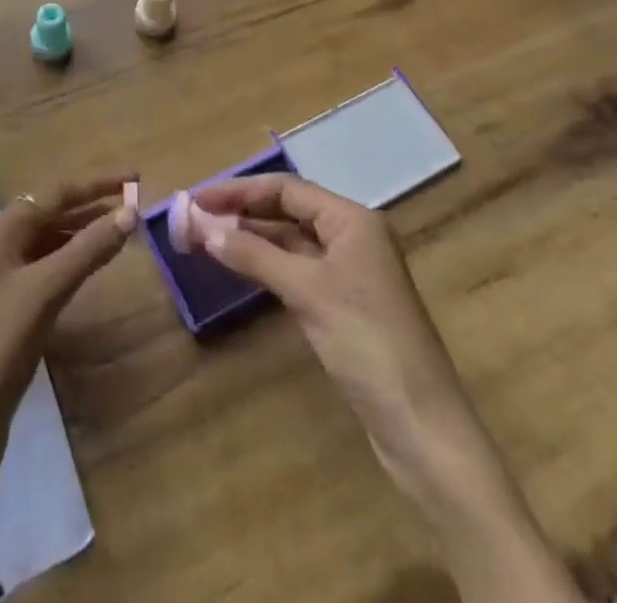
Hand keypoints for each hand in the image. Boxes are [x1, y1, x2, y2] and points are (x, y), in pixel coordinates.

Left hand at [0, 175, 139, 524]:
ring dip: (85, 233)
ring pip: (51, 241)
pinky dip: (73, 261)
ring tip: (123, 233)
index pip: (56, 193)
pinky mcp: (9, 307)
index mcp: (1, 230)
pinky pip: (47, 268)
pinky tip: (94, 268)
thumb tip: (130, 212)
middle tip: (134, 207)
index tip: (135, 178)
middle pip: (52, 212)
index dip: (97, 185)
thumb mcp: (46, 290)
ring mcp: (2, 277)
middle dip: (92, 206)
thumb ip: (88, 249)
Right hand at [195, 176, 582, 602]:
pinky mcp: (344, 302)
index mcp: (351, 219)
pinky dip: (266, 263)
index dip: (238, 190)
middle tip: (194, 217)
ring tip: (206, 238)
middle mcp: (352, 235)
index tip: (195, 197)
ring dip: (251, 236)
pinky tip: (239, 266)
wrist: (422, 427)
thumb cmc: (367, 343)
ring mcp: (350, 270)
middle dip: (242, 211)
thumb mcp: (307, 292)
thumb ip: (253, 254)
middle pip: (288, 210)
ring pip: (290, 240)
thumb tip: (202, 225)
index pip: (286, 189)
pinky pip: (297, 267)